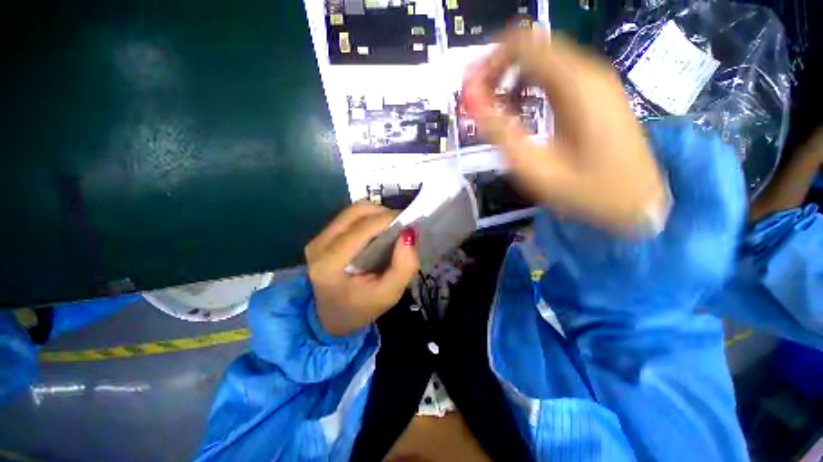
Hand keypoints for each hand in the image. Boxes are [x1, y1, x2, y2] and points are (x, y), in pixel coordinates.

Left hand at [305, 201, 418, 336]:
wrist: (332, 317)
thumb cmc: (361, 308)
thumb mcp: (389, 294)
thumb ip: (404, 266)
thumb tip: (409, 233)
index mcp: (330, 264)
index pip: (362, 229)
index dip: (388, 220)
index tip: (409, 224)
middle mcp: (319, 245)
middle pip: (356, 212)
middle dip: (383, 214)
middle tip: (400, 228)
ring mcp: (318, 239)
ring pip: (353, 211)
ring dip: (376, 214)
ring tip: (390, 230)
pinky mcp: (322, 236)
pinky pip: (350, 217)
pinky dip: (369, 219)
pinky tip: (377, 234)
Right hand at [464, 28, 666, 233]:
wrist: (636, 201)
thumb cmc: (584, 190)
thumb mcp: (533, 167)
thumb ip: (499, 131)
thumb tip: (472, 100)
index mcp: (575, 85)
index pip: (522, 44)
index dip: (488, 62)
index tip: (470, 92)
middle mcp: (588, 71)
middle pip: (532, 46)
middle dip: (497, 69)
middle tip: (478, 102)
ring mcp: (596, 80)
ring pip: (542, 59)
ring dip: (512, 78)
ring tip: (496, 110)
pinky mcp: (596, 92)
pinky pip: (554, 75)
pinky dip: (529, 85)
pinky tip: (521, 110)